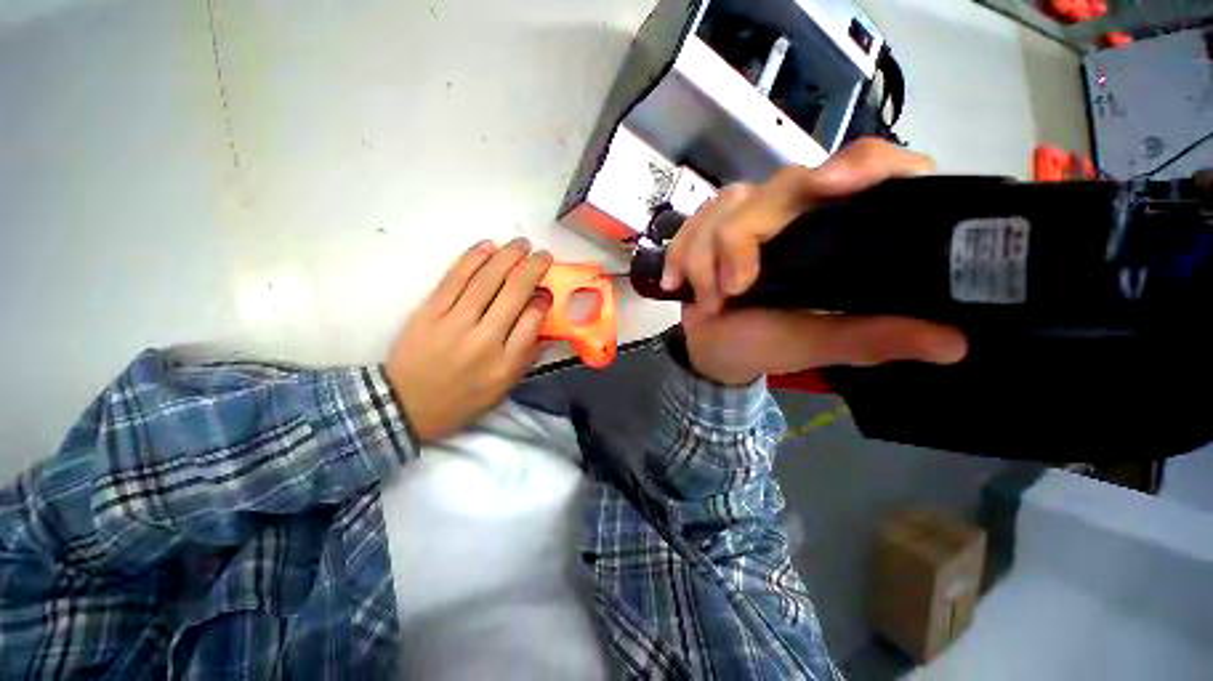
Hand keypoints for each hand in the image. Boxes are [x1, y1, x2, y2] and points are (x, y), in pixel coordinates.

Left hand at [386, 238, 552, 442]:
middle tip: (543, 255)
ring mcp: (454, 323)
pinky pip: (454, 279)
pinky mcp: (429, 312)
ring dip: (507, 257)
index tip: (547, 291)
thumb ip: (527, 356)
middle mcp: (483, 340)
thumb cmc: (462, 399)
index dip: (543, 300)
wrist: (406, 406)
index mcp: (505, 363)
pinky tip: (488, 246)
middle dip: (533, 269)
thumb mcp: (503, 388)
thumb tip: (546, 326)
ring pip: (486, 280)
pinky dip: (472, 259)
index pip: (532, 322)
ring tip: (521, 244)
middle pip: (513, 294)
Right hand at [662, 139, 968, 385]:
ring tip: (707, 300)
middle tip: (732, 289)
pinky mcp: (710, 228)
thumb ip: (872, 338)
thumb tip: (955, 341)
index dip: (861, 165)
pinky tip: (677, 285)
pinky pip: (691, 225)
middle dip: (742, 239)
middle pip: (779, 187)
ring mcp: (749, 217)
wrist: (714, 351)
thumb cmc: (766, 346)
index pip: (868, 169)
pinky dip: (679, 255)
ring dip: (706, 256)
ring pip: (726, 206)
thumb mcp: (818, 345)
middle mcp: (798, 212)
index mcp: (838, 232)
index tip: (830, 186)